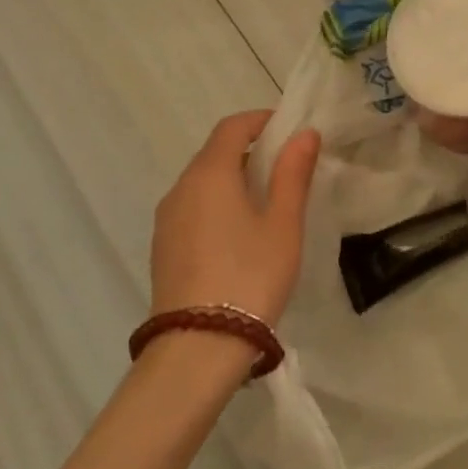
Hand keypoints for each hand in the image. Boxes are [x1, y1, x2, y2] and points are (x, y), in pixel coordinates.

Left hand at [149, 111, 321, 326]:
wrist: (198, 347)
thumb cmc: (250, 276)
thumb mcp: (283, 223)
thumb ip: (293, 173)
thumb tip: (304, 133)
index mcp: (210, 174)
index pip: (232, 127)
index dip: (261, 121)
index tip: (290, 130)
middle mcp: (181, 189)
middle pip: (214, 152)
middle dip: (250, 149)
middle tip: (287, 166)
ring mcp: (167, 220)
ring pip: (202, 181)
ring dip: (233, 177)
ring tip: (269, 200)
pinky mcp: (163, 247)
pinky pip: (193, 207)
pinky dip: (218, 202)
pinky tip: (241, 232)